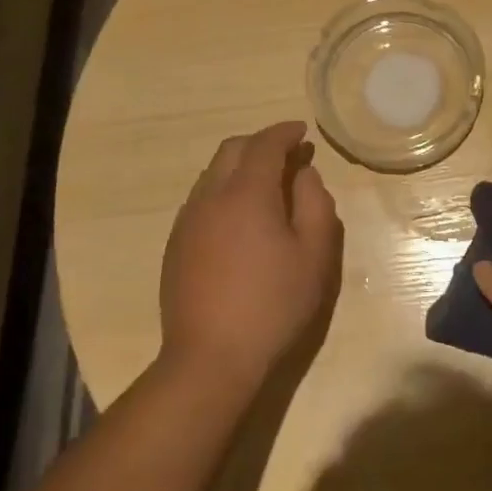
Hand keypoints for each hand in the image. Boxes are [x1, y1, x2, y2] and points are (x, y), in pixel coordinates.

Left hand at [159, 121, 342, 390]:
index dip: (285, 132)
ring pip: (212, 173)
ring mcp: (188, 221)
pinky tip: (239, 218)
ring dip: (240, 166)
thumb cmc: (273, 304)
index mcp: (247, 192)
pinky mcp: (176, 245)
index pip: (265, 144)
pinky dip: (224, 190)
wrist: (210, 358)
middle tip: (288, 155)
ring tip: (266, 185)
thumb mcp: (315, 254)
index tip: (302, 132)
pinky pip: (201, 199)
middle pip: (232, 150)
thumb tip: (304, 174)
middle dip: (260, 143)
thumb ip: (315, 203)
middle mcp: (211, 196)